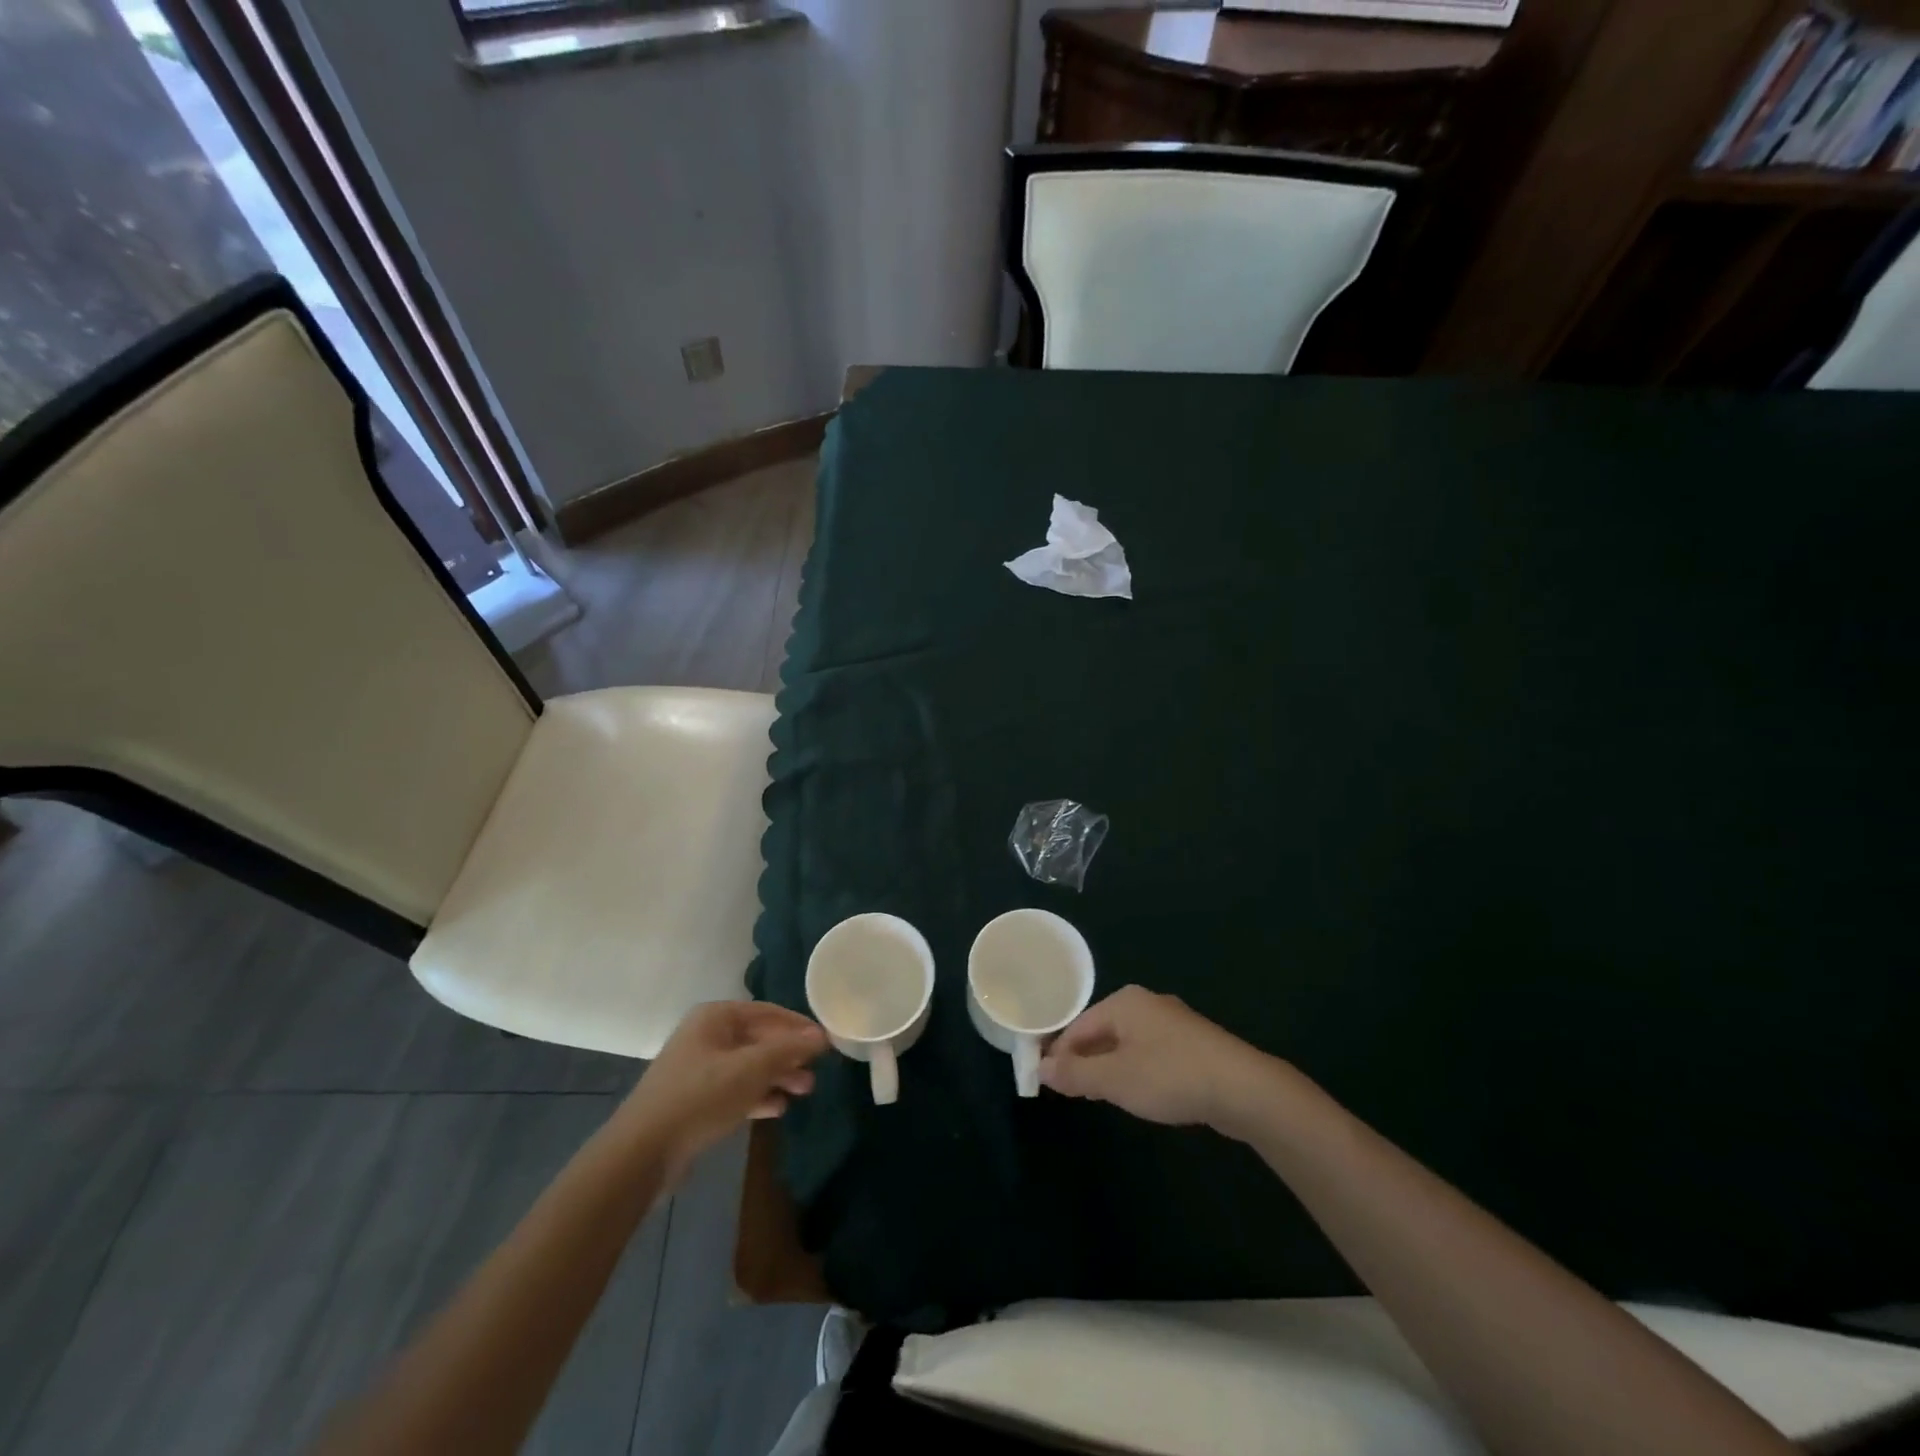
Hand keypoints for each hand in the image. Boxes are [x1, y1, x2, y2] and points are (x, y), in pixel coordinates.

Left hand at [617, 1002, 827, 1176]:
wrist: (642, 1153)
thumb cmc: (700, 1096)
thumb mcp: (751, 1069)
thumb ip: (788, 1049)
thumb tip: (821, 1036)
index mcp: (715, 1017)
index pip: (767, 1012)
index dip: (798, 1026)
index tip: (826, 1041)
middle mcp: (707, 1036)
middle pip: (759, 1039)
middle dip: (789, 1055)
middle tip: (817, 1071)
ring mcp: (699, 1069)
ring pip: (749, 1066)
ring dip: (777, 1077)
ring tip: (805, 1091)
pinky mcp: (696, 1100)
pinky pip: (736, 1090)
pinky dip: (758, 1095)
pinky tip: (778, 1108)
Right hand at [1040, 986, 1280, 1133]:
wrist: (1242, 1088)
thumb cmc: (1170, 1076)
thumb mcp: (1114, 1079)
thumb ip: (1075, 1074)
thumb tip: (1041, 1068)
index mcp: (1123, 1002)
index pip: (1077, 1026)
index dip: (1058, 1054)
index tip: (1046, 1083)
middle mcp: (1146, 1003)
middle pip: (1101, 1031)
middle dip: (1084, 1060)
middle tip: (1070, 1093)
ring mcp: (1172, 1022)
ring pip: (1126, 1043)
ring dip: (1108, 1067)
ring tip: (1099, 1096)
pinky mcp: (1193, 1044)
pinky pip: (1150, 1052)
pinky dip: (1135, 1070)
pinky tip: (1138, 1093)